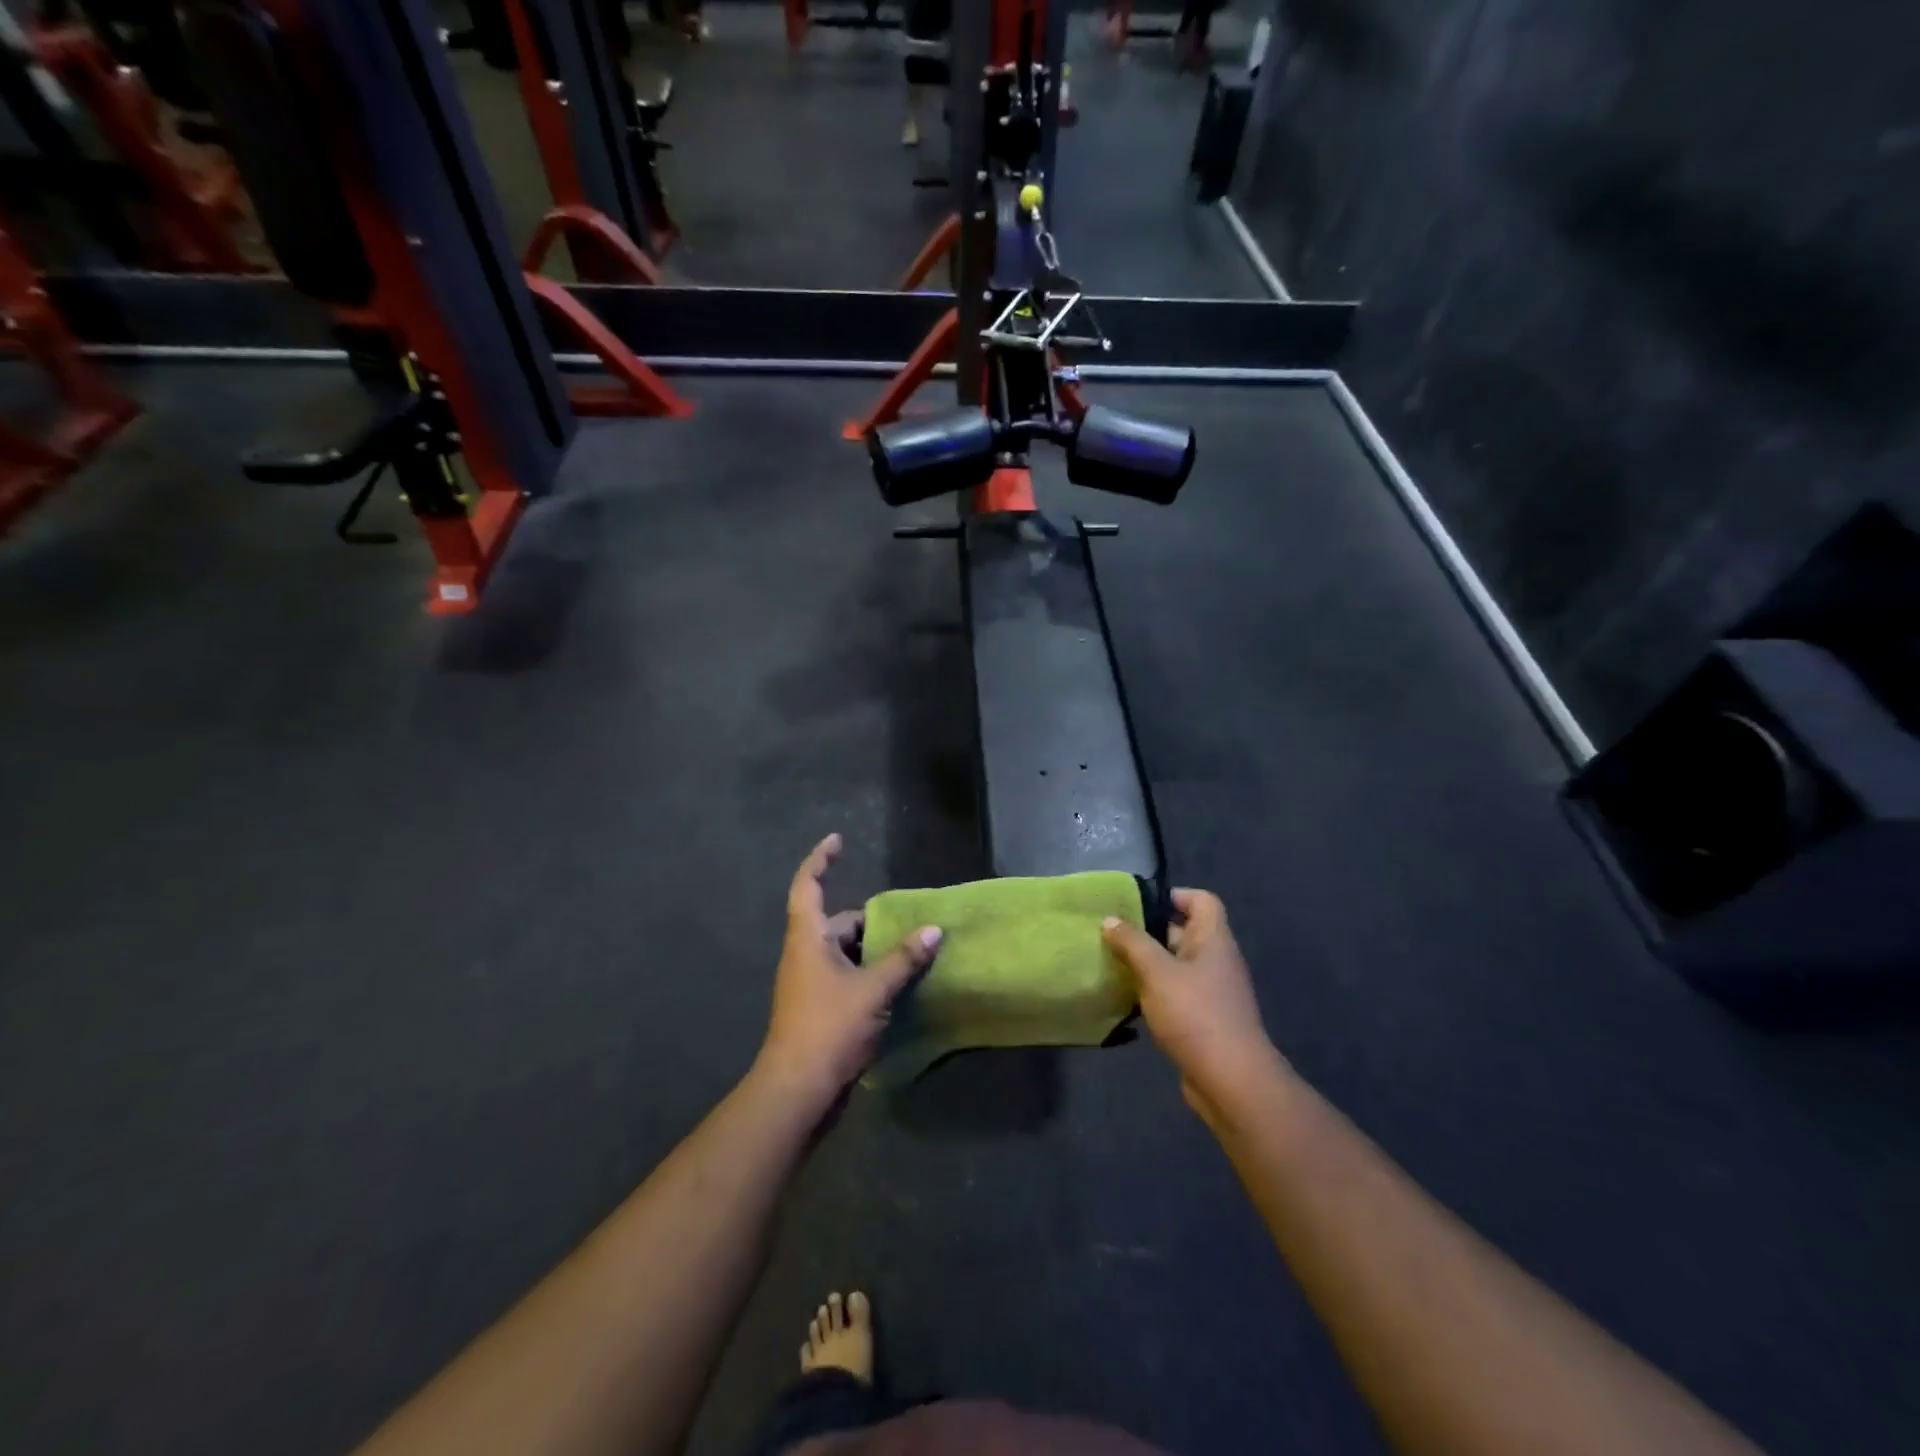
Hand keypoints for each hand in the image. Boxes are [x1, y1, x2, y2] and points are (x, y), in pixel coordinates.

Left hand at [757, 834, 942, 1105]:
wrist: (798, 1091)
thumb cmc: (829, 1028)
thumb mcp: (873, 990)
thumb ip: (904, 959)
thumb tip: (934, 930)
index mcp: (808, 939)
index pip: (808, 886)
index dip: (820, 859)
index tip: (838, 840)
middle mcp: (805, 955)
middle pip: (837, 922)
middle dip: (869, 920)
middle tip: (906, 921)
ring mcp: (810, 984)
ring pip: (845, 953)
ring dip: (873, 950)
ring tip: (911, 951)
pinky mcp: (820, 1009)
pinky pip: (847, 977)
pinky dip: (870, 974)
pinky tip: (898, 984)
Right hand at [1102, 889, 1281, 1124]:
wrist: (1231, 1080)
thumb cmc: (1195, 1014)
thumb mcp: (1156, 972)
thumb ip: (1132, 943)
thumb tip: (1110, 919)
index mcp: (1214, 940)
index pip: (1202, 900)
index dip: (1174, 895)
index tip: (1139, 906)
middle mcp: (1216, 960)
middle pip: (1185, 931)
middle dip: (1150, 931)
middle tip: (1114, 933)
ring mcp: (1212, 991)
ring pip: (1176, 964)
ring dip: (1148, 964)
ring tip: (1113, 963)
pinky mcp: (1204, 1018)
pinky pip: (1176, 992)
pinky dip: (1154, 991)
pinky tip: (1128, 998)